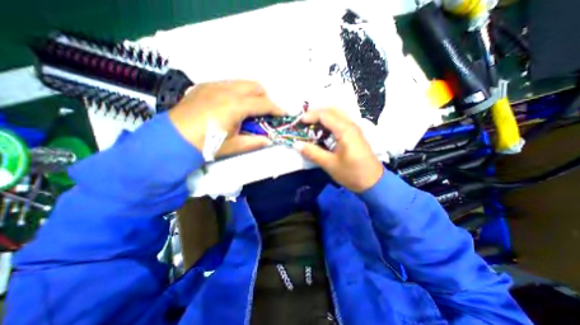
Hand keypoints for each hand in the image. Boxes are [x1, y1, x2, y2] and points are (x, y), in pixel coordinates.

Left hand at [168, 79, 284, 156]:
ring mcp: (214, 85)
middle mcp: (227, 90)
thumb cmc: (206, 145)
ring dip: (252, 94)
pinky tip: (231, 105)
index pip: (264, 103)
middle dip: (265, 98)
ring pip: (242, 82)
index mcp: (236, 105)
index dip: (277, 109)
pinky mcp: (204, 86)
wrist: (172, 140)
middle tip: (265, 112)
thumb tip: (269, 140)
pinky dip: (237, 92)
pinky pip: (228, 84)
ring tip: (249, 109)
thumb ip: (256, 142)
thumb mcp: (234, 146)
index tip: (285, 113)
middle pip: (256, 86)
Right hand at [293, 107, 383, 191]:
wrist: (373, 182)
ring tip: (310, 124)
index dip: (310, 115)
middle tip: (303, 121)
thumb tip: (296, 144)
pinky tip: (322, 130)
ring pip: (337, 113)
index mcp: (345, 131)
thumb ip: (312, 152)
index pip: (325, 115)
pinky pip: (340, 120)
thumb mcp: (330, 164)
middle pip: (332, 109)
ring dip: (322, 116)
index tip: (298, 122)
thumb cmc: (351, 173)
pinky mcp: (354, 133)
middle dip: (316, 112)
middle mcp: (351, 125)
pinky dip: (329, 121)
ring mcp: (354, 128)